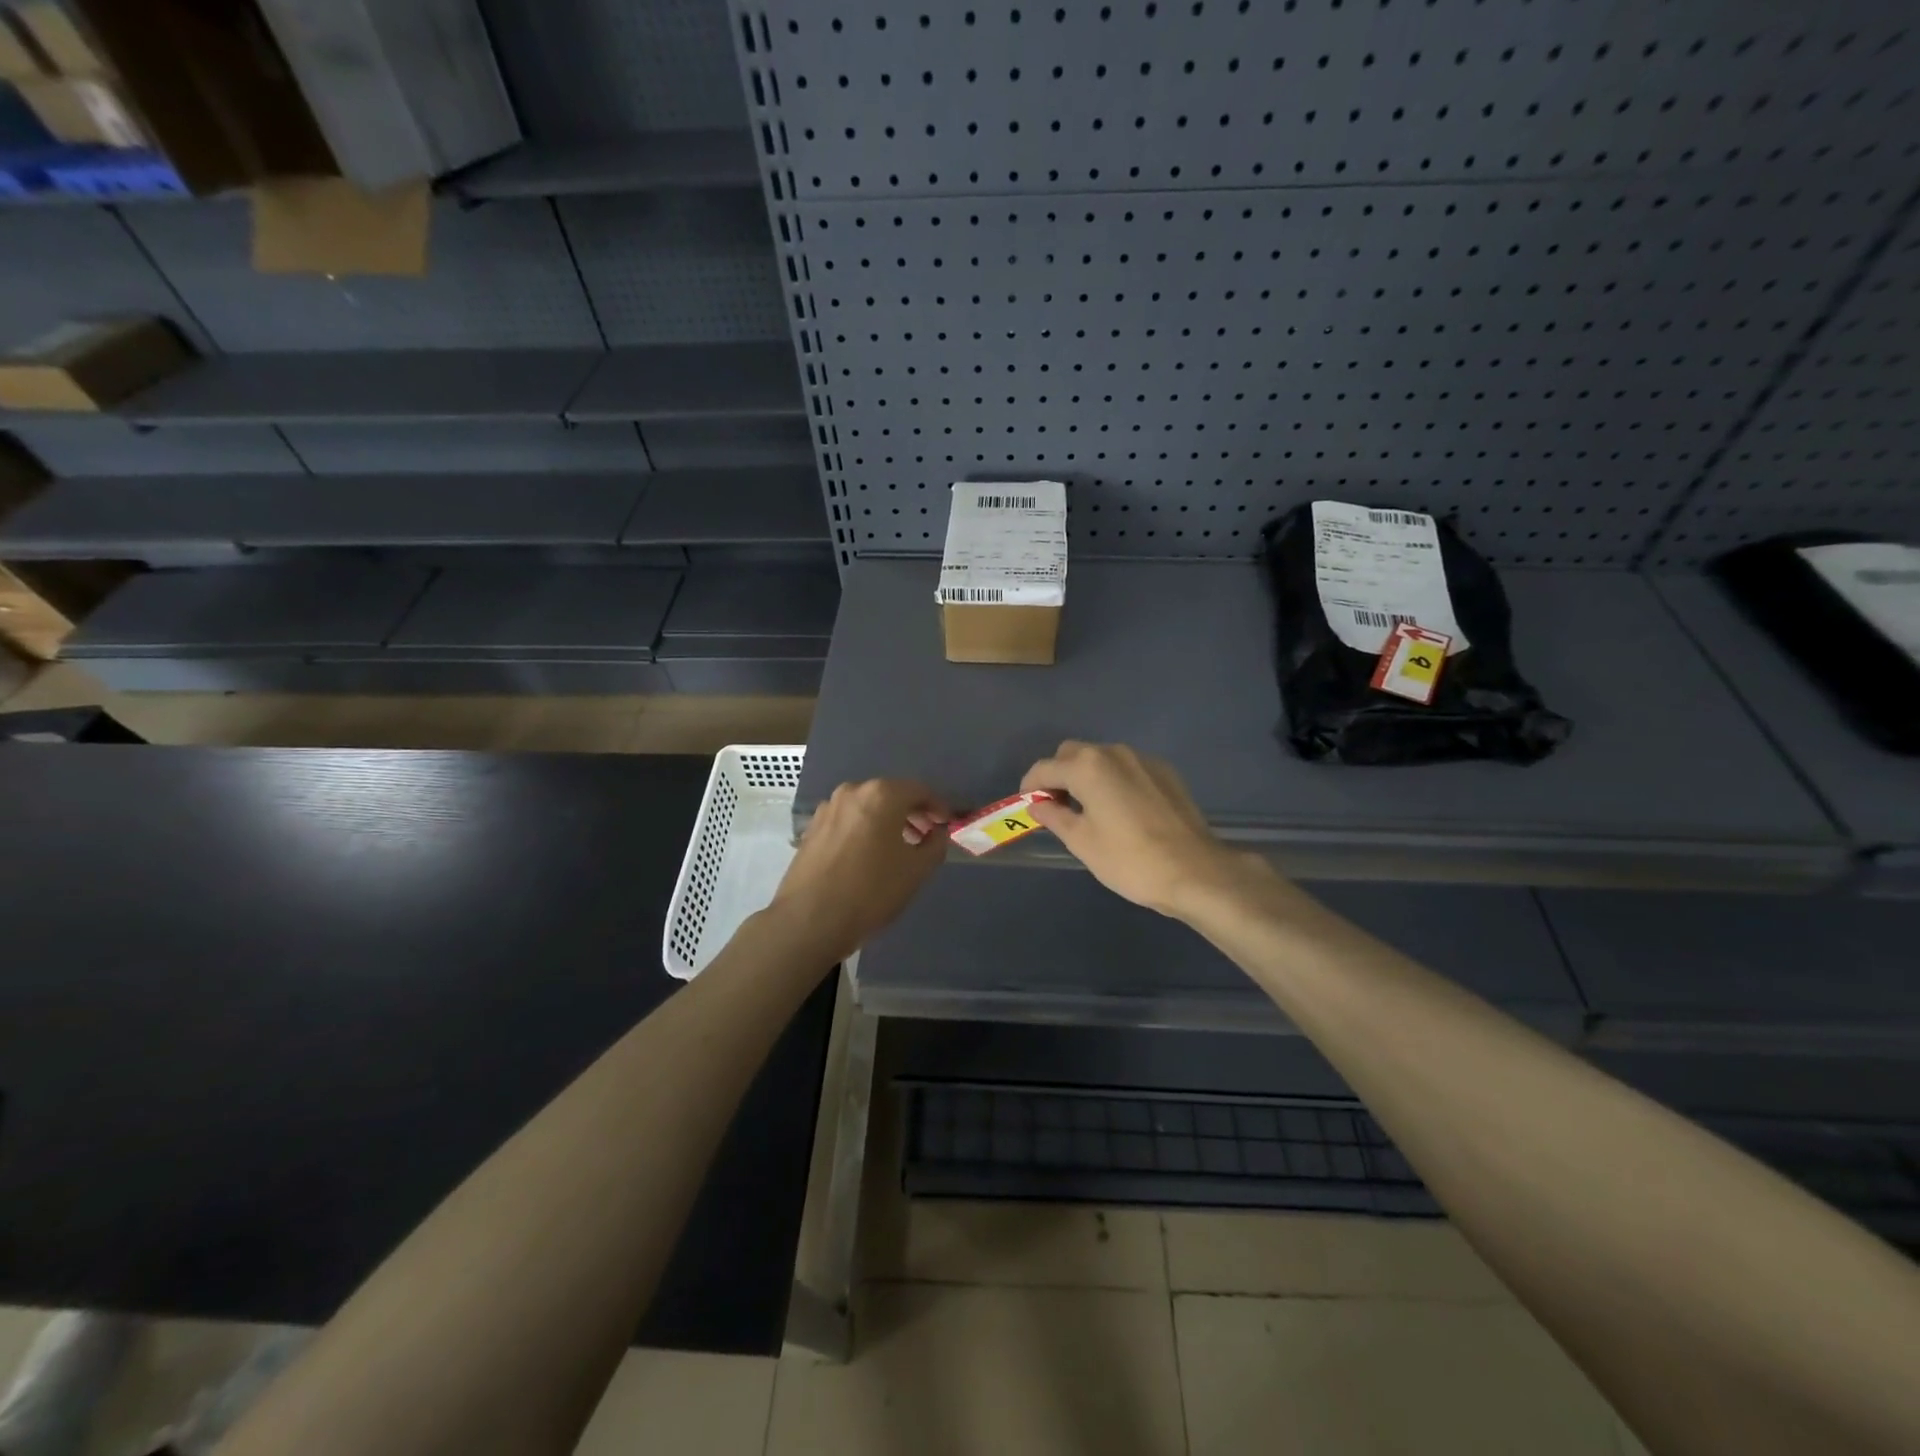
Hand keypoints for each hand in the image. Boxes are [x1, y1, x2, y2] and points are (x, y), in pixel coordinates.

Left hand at [769, 780, 950, 961]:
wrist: (809, 920)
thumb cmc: (871, 891)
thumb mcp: (917, 871)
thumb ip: (936, 844)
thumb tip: (937, 832)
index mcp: (882, 794)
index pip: (919, 790)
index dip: (938, 807)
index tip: (947, 824)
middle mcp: (853, 791)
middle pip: (891, 795)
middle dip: (912, 813)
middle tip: (927, 836)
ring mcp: (828, 808)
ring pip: (867, 808)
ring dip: (887, 822)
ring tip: (899, 848)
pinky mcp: (812, 828)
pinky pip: (848, 821)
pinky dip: (864, 830)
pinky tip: (868, 856)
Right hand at [1021, 742, 1254, 916]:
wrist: (1195, 871)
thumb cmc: (1130, 860)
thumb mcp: (1082, 842)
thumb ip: (1054, 816)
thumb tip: (1037, 805)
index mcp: (1087, 767)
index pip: (1044, 768)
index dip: (1030, 787)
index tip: (1028, 808)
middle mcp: (1114, 752)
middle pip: (1072, 754)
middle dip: (1058, 775)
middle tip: (1057, 808)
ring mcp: (1143, 759)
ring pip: (1101, 758)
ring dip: (1087, 776)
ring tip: (1090, 810)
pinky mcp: (1165, 772)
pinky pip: (1127, 768)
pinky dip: (1114, 780)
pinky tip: (1122, 811)